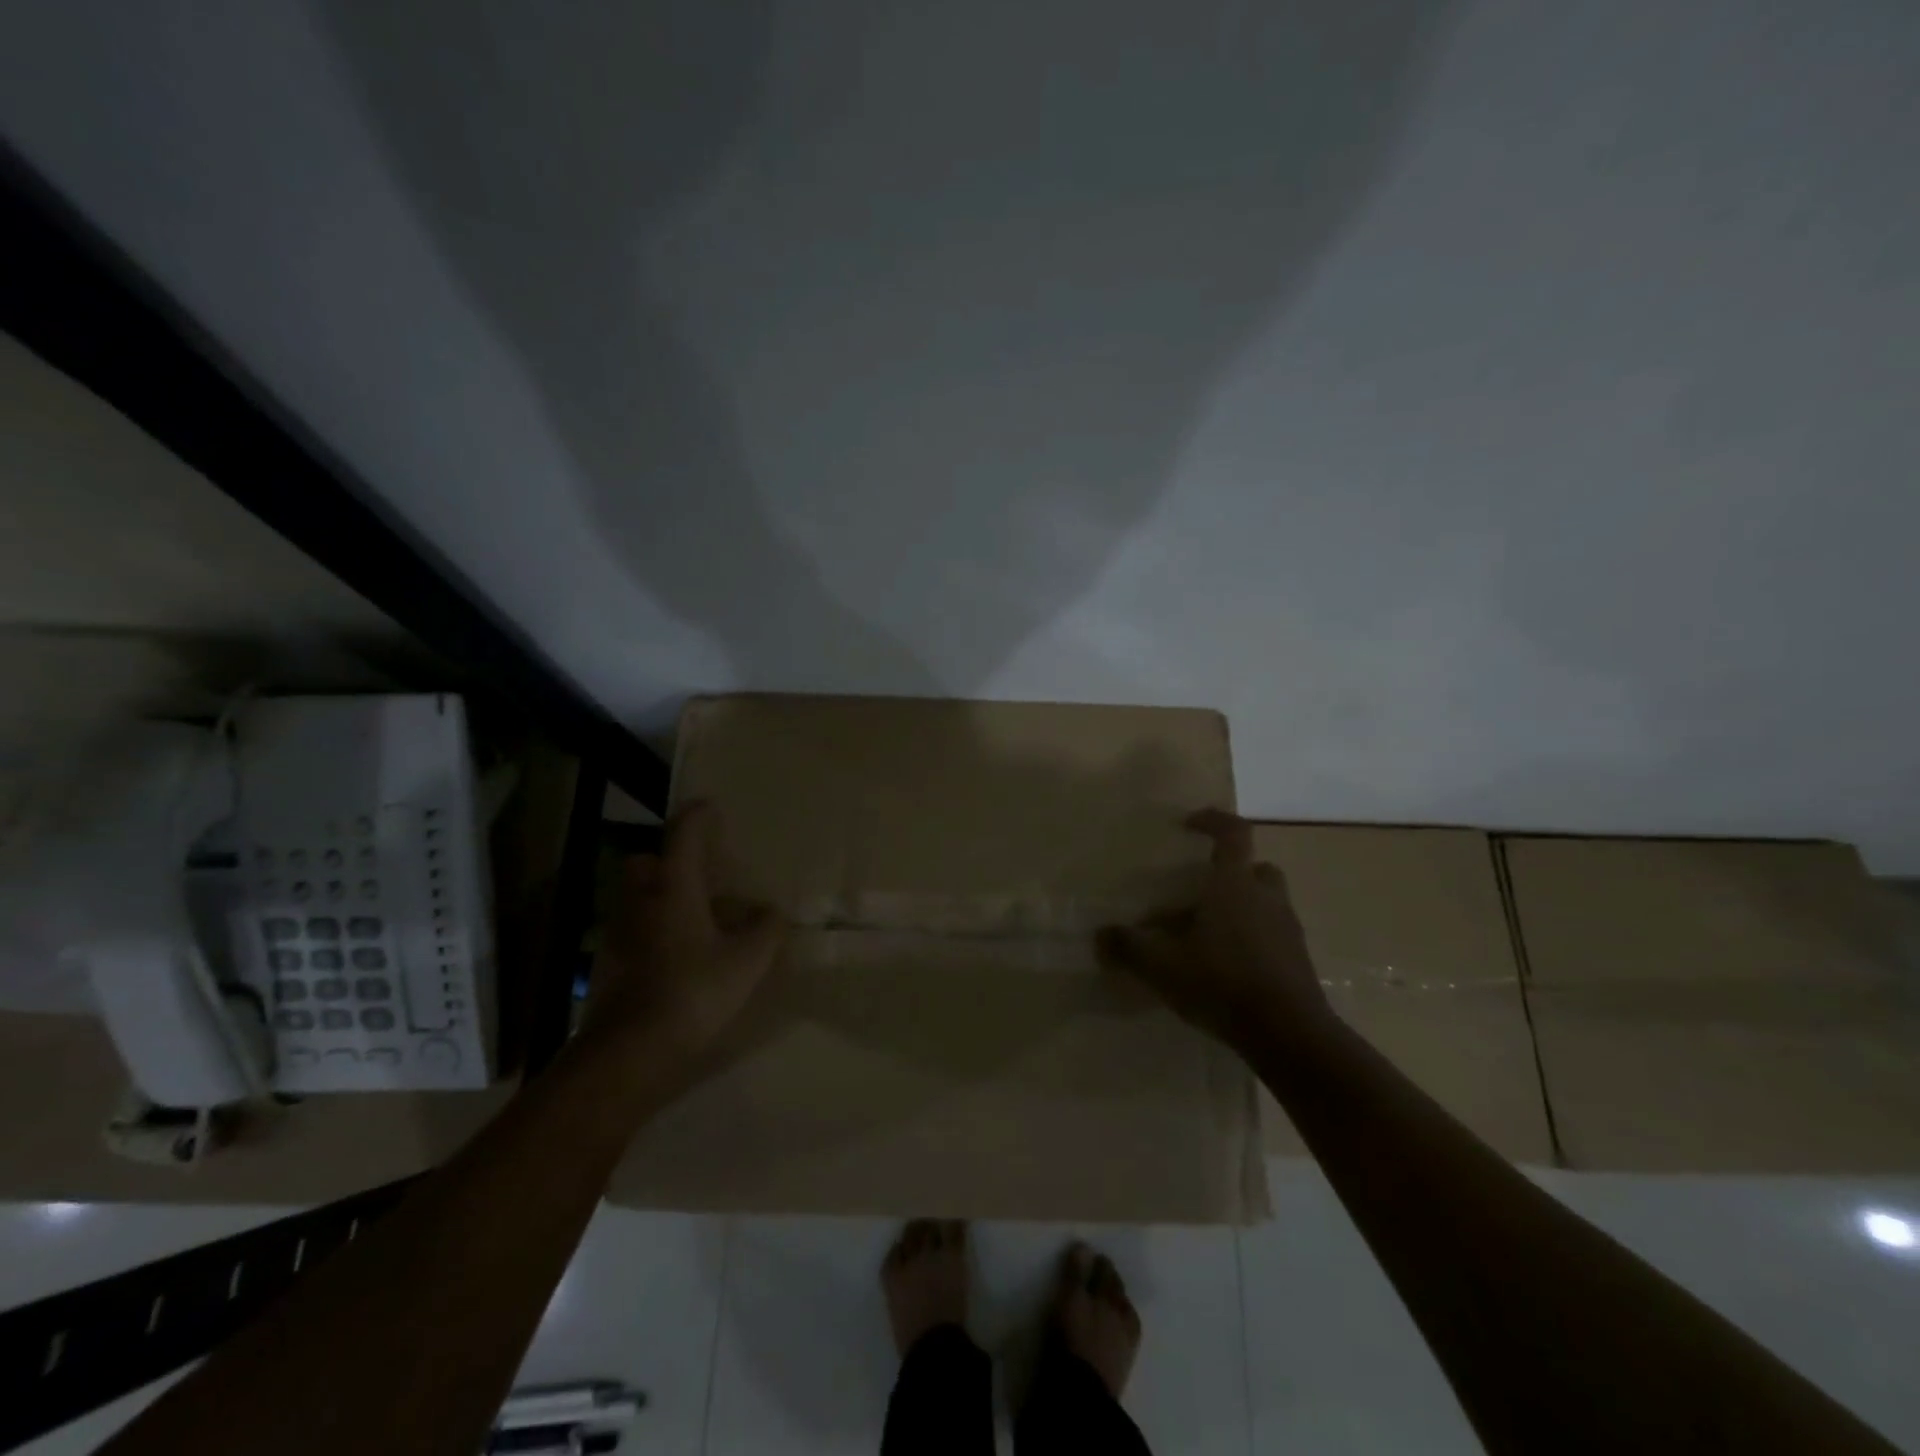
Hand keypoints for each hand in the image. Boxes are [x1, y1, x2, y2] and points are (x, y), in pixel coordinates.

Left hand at [583, 801, 785, 1066]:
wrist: (629, 1051)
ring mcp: (617, 933)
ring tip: (691, 917)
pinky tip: (675, 955)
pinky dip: (650, 930)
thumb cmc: (693, 992)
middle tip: (694, 874)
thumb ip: (765, 931)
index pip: (682, 836)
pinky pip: (630, 930)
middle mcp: (640, 902)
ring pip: (634, 897)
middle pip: (643, 861)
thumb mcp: (747, 961)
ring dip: (657, 896)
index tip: (709, 806)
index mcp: (673, 889)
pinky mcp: (606, 963)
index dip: (697, 816)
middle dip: (664, 859)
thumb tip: (772, 912)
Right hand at [1096, 809, 1332, 1057]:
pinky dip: (1252, 939)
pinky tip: (1225, 967)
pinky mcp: (1297, 960)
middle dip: (1231, 873)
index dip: (1213, 821)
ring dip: (1241, 908)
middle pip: (1255, 868)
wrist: (1289, 1035)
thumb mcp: (1162, 965)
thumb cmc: (1222, 982)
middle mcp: (1266, 897)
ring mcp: (1287, 929)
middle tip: (1201, 891)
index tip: (1190, 824)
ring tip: (1207, 935)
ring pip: (1265, 903)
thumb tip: (1101, 936)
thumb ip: (1129, 947)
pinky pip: (1272, 935)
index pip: (1233, 833)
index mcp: (1234, 884)